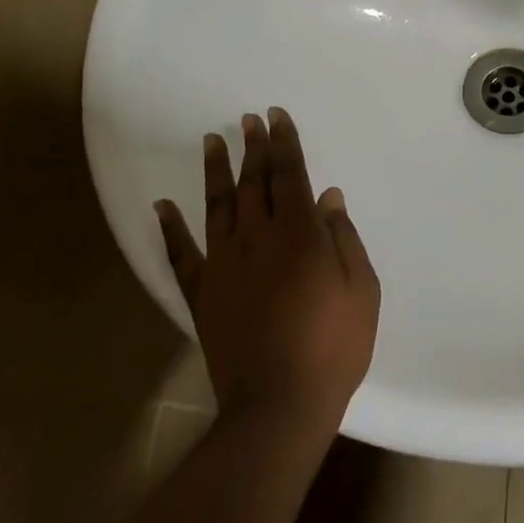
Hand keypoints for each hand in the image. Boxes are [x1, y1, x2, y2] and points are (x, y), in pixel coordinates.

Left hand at [156, 107, 379, 430]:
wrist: (278, 405)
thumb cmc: (332, 347)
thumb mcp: (361, 290)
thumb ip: (343, 239)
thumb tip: (327, 197)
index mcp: (299, 234)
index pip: (290, 175)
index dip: (284, 144)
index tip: (276, 117)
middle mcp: (257, 238)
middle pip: (254, 182)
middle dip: (253, 148)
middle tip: (249, 120)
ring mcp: (224, 264)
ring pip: (217, 205)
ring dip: (216, 171)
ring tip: (213, 140)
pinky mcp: (202, 294)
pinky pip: (181, 255)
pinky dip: (170, 229)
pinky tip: (162, 206)